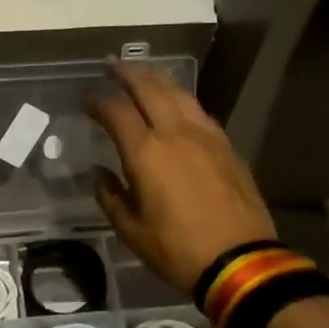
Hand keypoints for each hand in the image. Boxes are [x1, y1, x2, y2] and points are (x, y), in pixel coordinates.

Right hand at [87, 62, 277, 291]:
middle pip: (149, 89)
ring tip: (143, 73)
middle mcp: (175, 133)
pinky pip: (199, 111)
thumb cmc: (177, 249)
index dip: (98, 102)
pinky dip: (181, 99)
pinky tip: (177, 102)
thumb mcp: (131, 230)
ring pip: (179, 93)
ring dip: (156, 79)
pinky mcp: (226, 146)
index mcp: (146, 153)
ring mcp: (205, 137)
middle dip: (127, 74)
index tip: (86, 99)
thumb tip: (98, 173)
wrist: (241, 262)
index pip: (116, 112)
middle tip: (111, 65)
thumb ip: (110, 196)